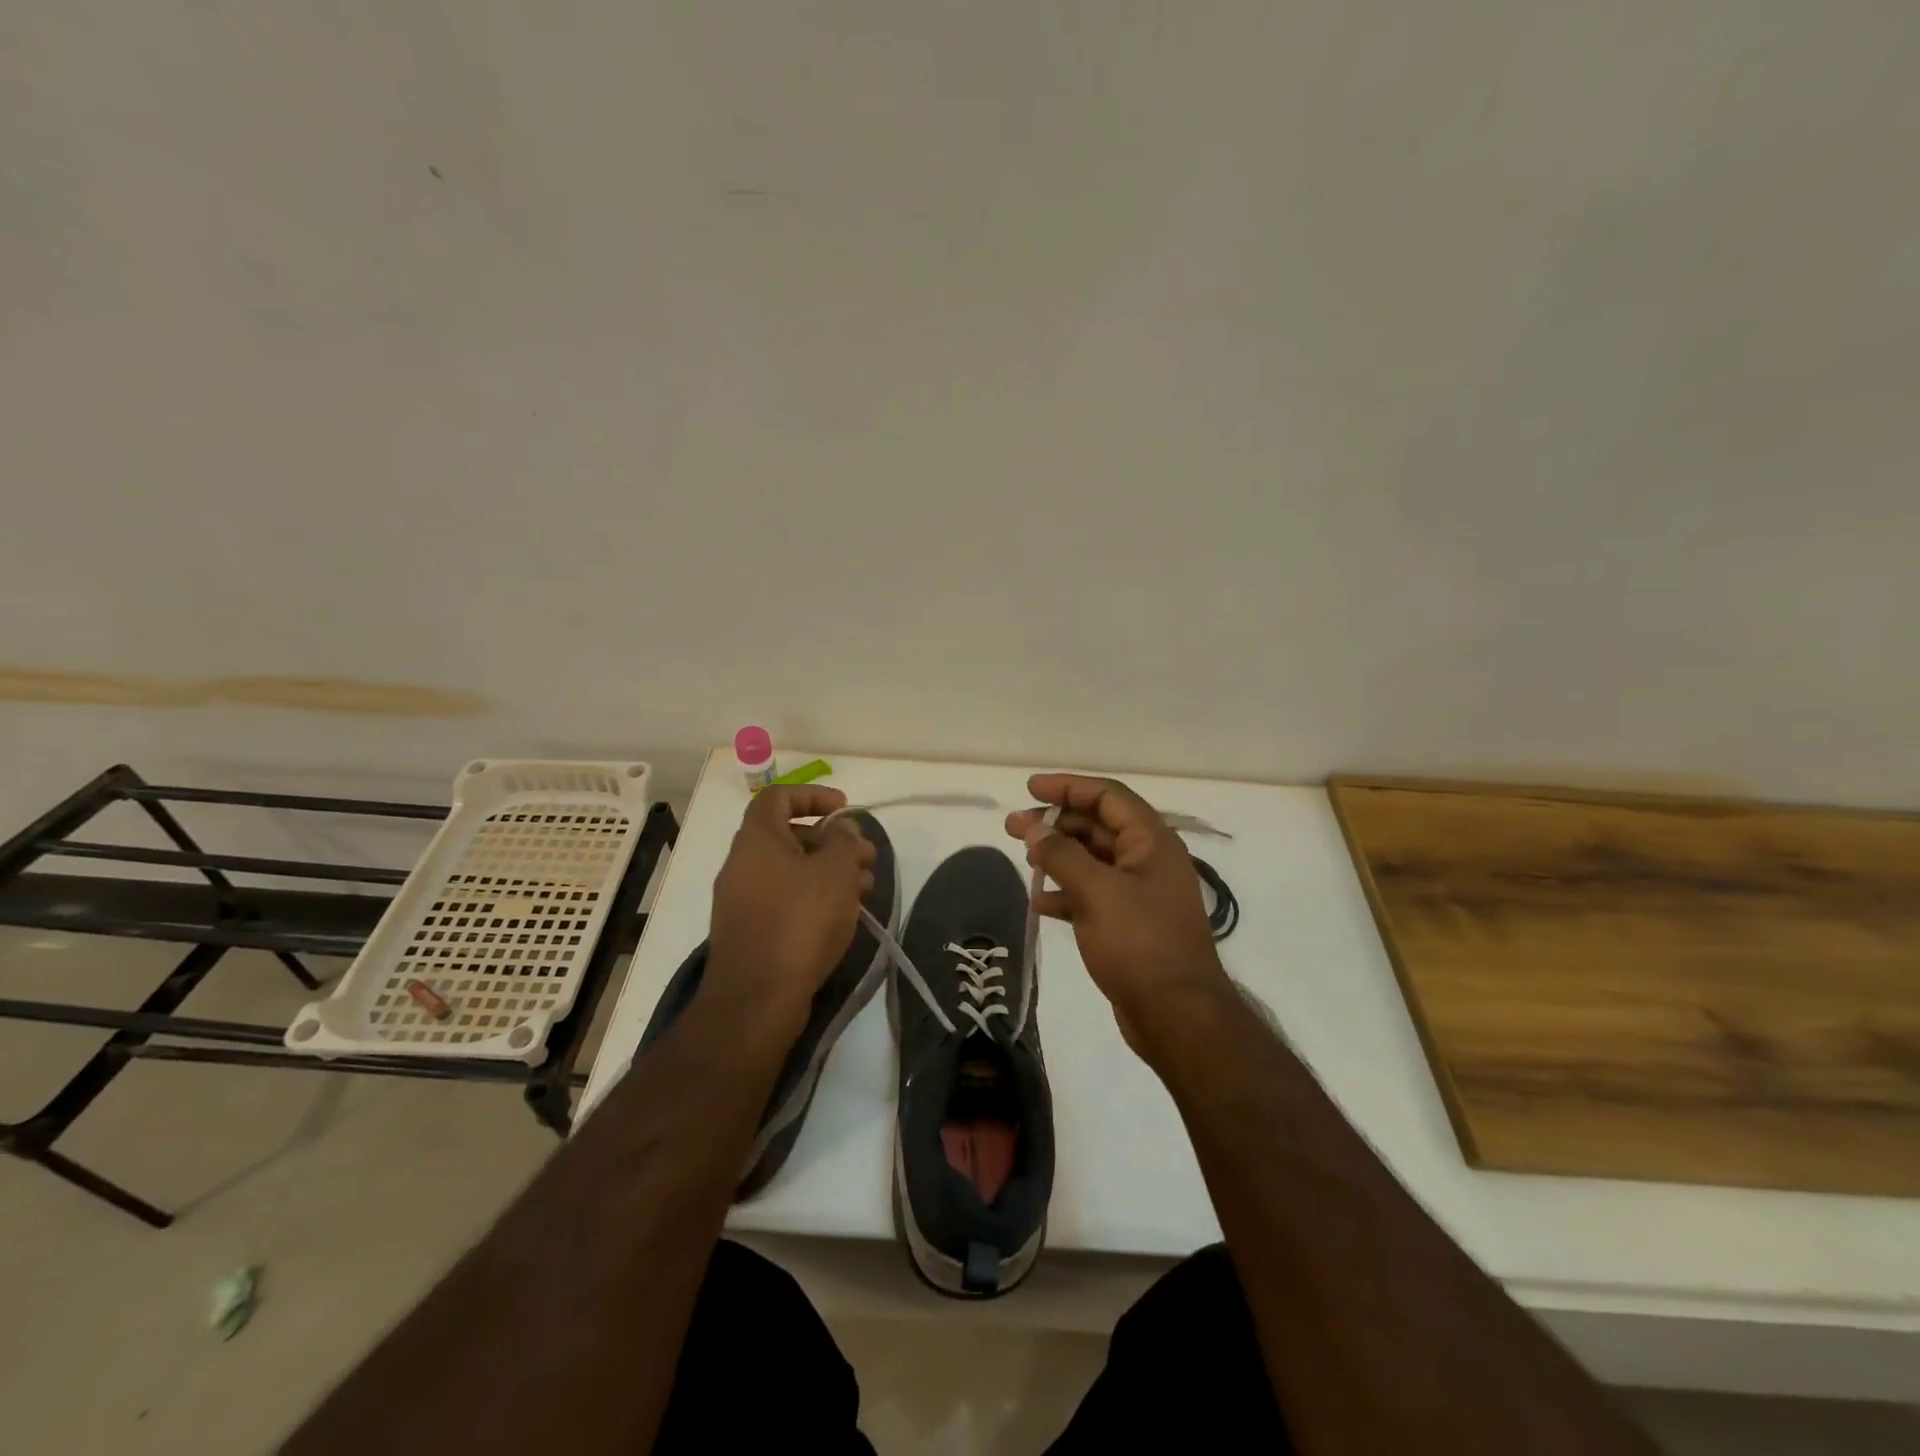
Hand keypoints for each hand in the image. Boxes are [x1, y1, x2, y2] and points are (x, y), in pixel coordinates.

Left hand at [708, 786, 875, 1031]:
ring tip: (866, 890)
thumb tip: (842, 828)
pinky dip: (815, 898)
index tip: (846, 809)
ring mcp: (743, 900)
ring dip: (829, 872)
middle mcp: (743, 864)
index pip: (778, 797)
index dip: (813, 795)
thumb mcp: (834, 871)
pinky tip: (844, 915)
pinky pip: (785, 900)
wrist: (757, 999)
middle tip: (867, 858)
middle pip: (790, 836)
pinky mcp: (751, 931)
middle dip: (833, 841)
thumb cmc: (799, 922)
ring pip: (791, 871)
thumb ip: (844, 840)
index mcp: (757, 840)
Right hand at [1006, 774, 1230, 1060]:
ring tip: (1023, 859)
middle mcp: (1148, 860)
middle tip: (1013, 826)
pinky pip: (1092, 895)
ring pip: (1093, 861)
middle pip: (1097, 826)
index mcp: (1152, 841)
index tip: (1030, 788)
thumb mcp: (1096, 891)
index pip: (1107, 796)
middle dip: (1056, 823)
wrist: (1177, 1016)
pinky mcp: (1129, 925)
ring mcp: (1140, 894)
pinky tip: (1039, 903)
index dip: (1068, 787)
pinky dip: (1066, 893)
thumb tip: (1033, 828)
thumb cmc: (1139, 942)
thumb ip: (1061, 854)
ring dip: (1058, 856)